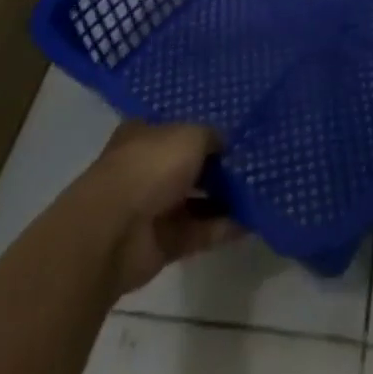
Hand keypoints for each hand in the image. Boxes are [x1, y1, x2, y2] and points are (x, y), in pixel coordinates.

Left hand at [77, 121, 240, 295]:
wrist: (113, 232)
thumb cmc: (149, 167)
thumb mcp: (190, 135)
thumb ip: (211, 136)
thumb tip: (224, 145)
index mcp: (144, 135)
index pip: (176, 129)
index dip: (203, 131)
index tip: (234, 135)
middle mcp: (146, 169)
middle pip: (187, 167)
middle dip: (217, 168)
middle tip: (253, 164)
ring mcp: (152, 208)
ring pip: (195, 200)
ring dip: (223, 199)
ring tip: (259, 192)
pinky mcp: (162, 244)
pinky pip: (198, 232)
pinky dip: (222, 228)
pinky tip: (251, 222)